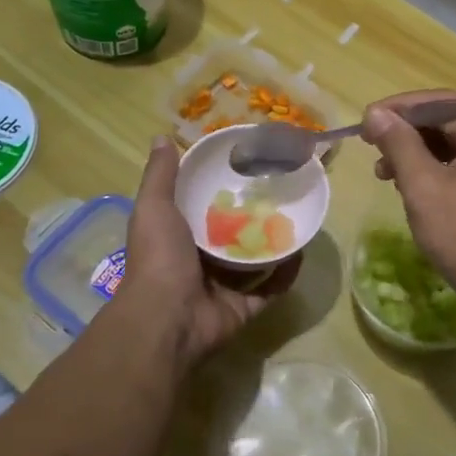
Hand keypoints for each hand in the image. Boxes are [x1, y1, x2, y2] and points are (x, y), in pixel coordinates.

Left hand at [112, 137, 300, 365]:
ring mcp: (223, 286)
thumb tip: (161, 137)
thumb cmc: (159, 258)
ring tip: (296, 216)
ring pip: (254, 260)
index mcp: (178, 236)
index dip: (219, 189)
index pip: (202, 207)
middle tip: (279, 190)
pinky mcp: (244, 306)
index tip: (244, 167)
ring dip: (273, 242)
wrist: (167, 319)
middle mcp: (199, 260)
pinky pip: (271, 288)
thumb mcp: (154, 208)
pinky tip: (302, 251)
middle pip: (232, 233)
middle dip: (252, 216)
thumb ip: (160, 176)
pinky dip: (286, 274)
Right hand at [361, 91, 455, 306]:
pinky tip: (407, 183)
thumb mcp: (425, 187)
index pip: (444, 103)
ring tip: (383, 170)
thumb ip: (399, 144)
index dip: (401, 108)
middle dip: (407, 132)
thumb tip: (375, 114)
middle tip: (370, 143)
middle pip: (450, 120)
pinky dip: (433, 168)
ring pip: (454, 142)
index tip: (366, 120)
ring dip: (416, 151)